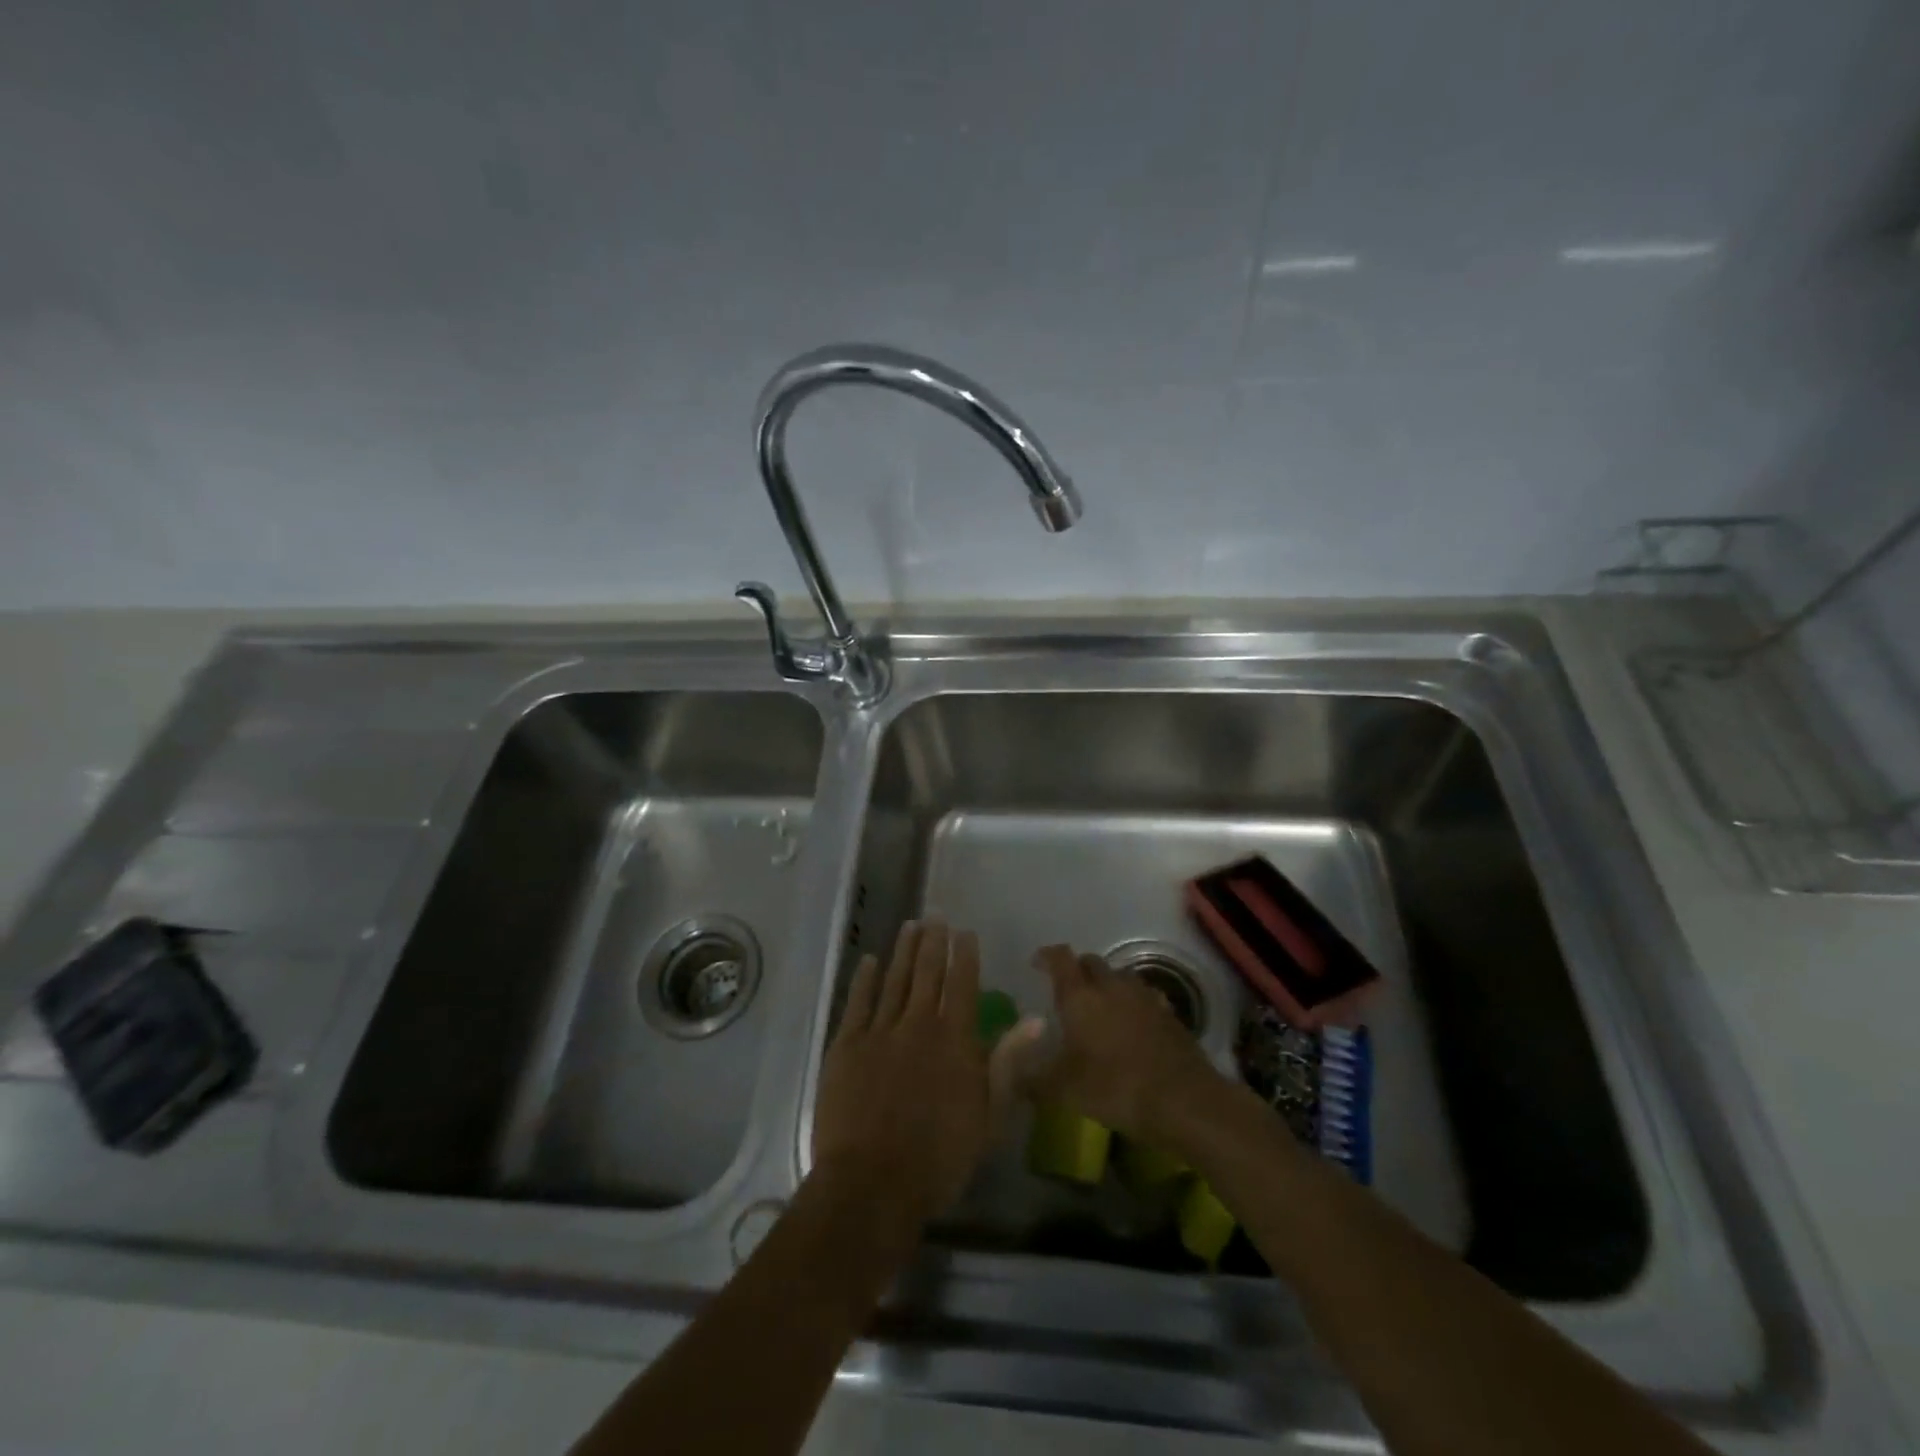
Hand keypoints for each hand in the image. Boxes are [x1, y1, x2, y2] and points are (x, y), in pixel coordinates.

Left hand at [813, 921, 1025, 1226]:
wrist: (873, 1183)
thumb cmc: (939, 1158)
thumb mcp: (988, 1116)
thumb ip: (1008, 1062)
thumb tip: (1036, 1019)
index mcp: (954, 1040)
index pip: (963, 985)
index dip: (965, 956)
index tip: (965, 932)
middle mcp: (918, 1025)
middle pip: (927, 974)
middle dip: (934, 943)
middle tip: (936, 917)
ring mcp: (879, 1032)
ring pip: (895, 980)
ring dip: (904, 951)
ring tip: (911, 926)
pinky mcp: (847, 1046)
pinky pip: (858, 1002)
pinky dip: (865, 979)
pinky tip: (870, 961)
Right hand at [1030, 944, 1224, 1147]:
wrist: (1183, 1100)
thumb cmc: (1115, 1088)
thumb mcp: (1064, 1091)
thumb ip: (1033, 1080)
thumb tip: (1012, 1076)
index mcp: (1080, 996)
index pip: (1060, 958)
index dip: (1046, 956)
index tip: (1036, 963)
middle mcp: (1111, 986)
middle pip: (1090, 962)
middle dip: (1077, 970)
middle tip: (1067, 991)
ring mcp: (1144, 996)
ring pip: (1119, 977)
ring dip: (1106, 985)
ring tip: (1099, 1007)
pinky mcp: (1169, 1013)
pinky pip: (1144, 997)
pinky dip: (1132, 1004)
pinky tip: (1132, 1025)